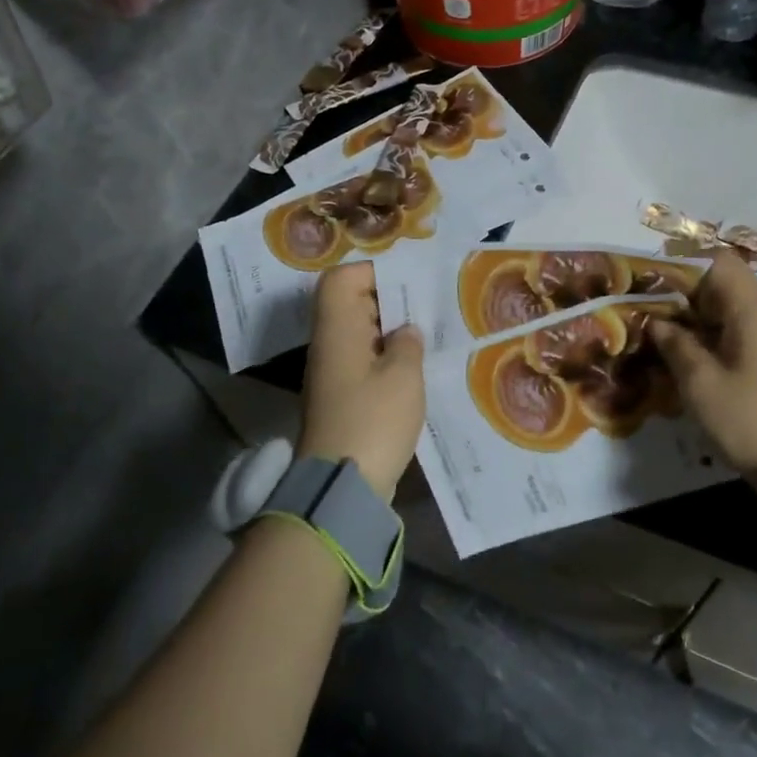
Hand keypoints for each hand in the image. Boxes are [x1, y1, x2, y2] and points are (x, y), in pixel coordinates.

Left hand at [296, 263, 425, 500]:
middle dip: (388, 299)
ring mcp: (332, 372)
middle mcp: (329, 344)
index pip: (340, 279)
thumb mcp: (403, 376)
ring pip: (359, 333)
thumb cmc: (373, 420)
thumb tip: (405, 331)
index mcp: (337, 329)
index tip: (409, 280)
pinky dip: (386, 357)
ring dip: (390, 330)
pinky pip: (363, 361)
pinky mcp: (341, 397)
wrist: (341, 485)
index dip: (372, 271)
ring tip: (427, 333)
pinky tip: (415, 366)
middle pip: (350, 303)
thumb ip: (408, 343)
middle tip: (427, 305)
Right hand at [649, 251, 756, 501]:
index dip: (683, 265)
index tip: (652, 283)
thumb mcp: (700, 383)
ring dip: (697, 316)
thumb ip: (676, 345)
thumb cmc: (748, 418)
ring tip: (663, 334)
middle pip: (723, 283)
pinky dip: (713, 334)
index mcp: (751, 309)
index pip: (718, 261)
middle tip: (649, 311)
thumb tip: (657, 322)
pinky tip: (690, 355)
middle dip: (684, 293)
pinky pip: (740, 330)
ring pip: (730, 308)